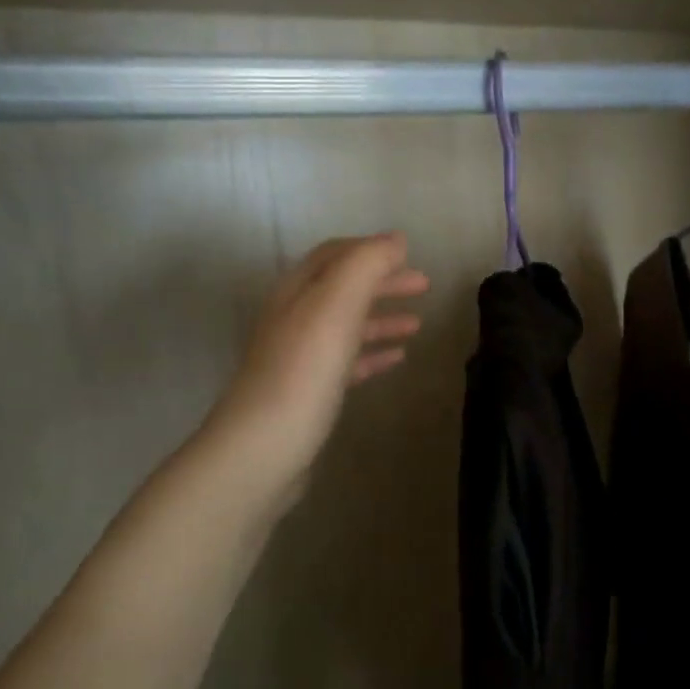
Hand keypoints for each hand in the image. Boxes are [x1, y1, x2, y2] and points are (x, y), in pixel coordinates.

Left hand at [201, 233, 428, 513]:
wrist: (264, 448)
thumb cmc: (303, 371)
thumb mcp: (335, 307)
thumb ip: (365, 266)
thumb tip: (396, 240)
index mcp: (297, 292)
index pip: (335, 255)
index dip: (371, 249)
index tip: (409, 253)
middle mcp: (294, 318)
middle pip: (343, 288)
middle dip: (383, 281)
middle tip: (425, 284)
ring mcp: (300, 356)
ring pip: (347, 325)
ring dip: (382, 318)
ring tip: (418, 324)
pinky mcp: (309, 391)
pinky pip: (347, 361)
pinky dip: (373, 353)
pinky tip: (397, 359)